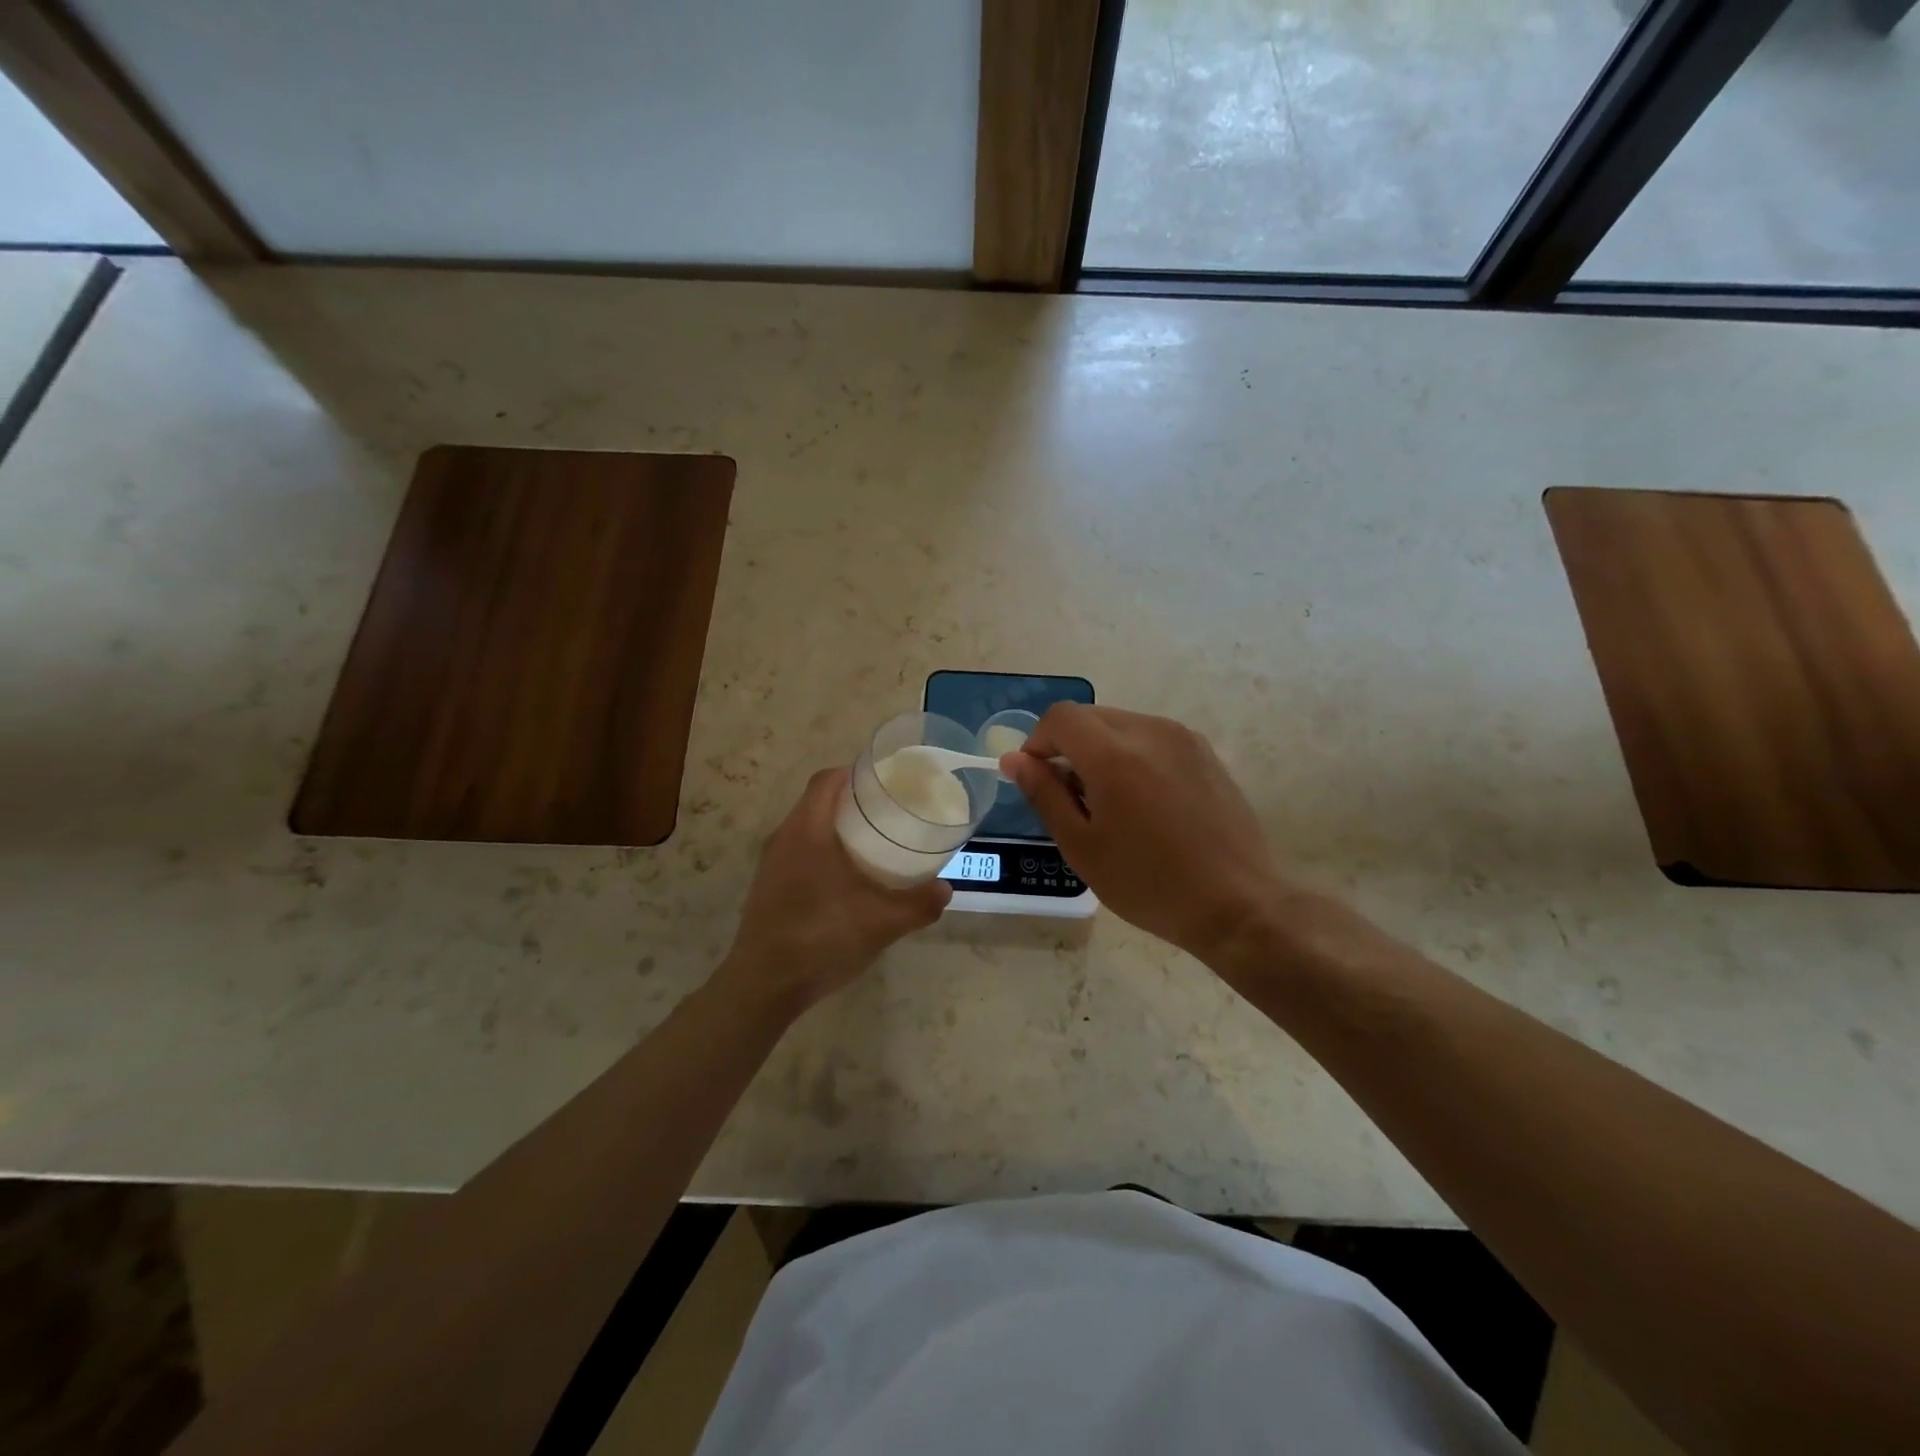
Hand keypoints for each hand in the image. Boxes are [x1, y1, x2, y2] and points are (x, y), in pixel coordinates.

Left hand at [719, 768, 950, 1016]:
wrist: (763, 986)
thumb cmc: (820, 939)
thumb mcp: (881, 923)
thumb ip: (918, 904)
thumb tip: (945, 889)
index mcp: (807, 830)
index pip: (827, 780)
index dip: (856, 772)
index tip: (886, 781)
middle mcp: (784, 838)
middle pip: (818, 801)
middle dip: (853, 801)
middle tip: (890, 811)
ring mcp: (772, 864)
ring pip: (808, 828)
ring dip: (838, 828)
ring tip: (874, 842)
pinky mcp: (768, 887)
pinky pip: (799, 852)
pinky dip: (824, 851)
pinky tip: (848, 879)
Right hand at [1001, 705, 1285, 962]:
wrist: (1238, 903)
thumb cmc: (1149, 884)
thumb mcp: (1082, 847)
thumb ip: (1044, 794)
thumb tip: (1014, 759)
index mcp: (1114, 754)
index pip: (1060, 717)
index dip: (1038, 742)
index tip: (1038, 780)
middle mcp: (1149, 731)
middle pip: (1090, 717)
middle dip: (1068, 746)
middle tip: (1071, 798)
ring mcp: (1182, 738)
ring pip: (1121, 724)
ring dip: (1100, 750)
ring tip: (1110, 803)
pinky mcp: (1204, 751)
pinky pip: (1151, 737)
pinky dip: (1131, 755)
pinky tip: (1144, 802)